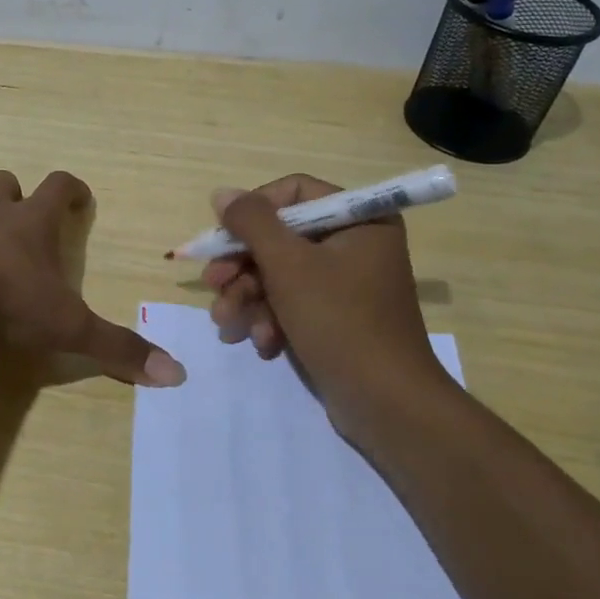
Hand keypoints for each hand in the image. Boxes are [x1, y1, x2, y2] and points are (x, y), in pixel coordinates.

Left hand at [0, 170, 185, 386]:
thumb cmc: (8, 301)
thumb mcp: (70, 328)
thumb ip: (119, 349)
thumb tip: (177, 375)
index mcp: (31, 222)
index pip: (59, 185)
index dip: (72, 188)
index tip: (79, 198)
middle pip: (3, 181)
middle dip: (12, 193)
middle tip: (18, 217)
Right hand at [203, 174, 446, 417]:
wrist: (387, 405)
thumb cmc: (340, 321)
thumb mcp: (288, 264)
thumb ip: (251, 222)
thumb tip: (222, 193)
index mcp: (360, 220)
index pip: (294, 192)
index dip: (253, 211)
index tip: (223, 237)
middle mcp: (356, 244)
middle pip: (280, 237)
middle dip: (242, 267)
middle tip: (212, 285)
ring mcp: (346, 283)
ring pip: (280, 274)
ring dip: (248, 298)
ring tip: (227, 325)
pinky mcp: (336, 317)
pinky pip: (293, 303)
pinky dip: (271, 320)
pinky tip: (260, 343)